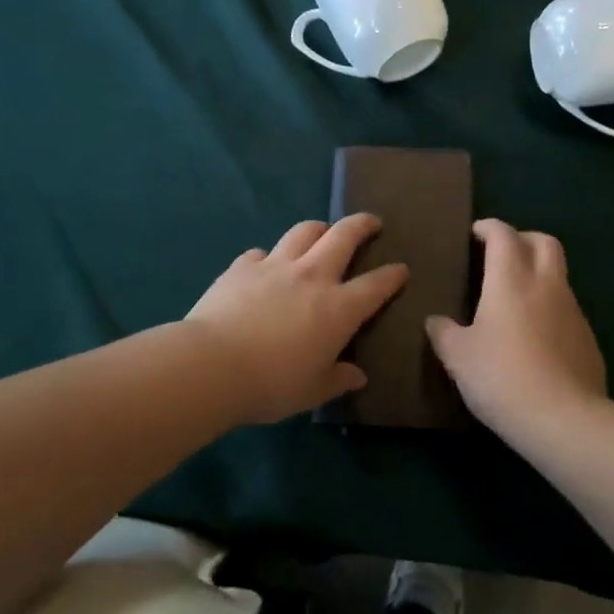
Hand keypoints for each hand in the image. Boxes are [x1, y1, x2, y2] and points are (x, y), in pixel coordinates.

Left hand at [186, 215, 408, 424]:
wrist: (212, 365)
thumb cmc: (271, 384)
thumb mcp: (312, 391)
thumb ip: (338, 379)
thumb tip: (357, 376)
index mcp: (338, 308)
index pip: (376, 285)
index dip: (392, 275)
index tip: (401, 269)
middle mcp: (312, 276)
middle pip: (343, 236)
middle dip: (362, 225)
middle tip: (372, 222)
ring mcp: (275, 266)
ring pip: (304, 231)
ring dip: (319, 228)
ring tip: (323, 232)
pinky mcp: (242, 266)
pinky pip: (261, 253)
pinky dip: (269, 257)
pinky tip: (265, 265)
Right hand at [426, 219, 608, 441]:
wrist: (564, 419)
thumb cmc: (501, 376)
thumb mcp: (458, 357)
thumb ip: (444, 333)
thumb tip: (435, 321)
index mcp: (511, 279)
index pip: (504, 235)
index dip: (490, 228)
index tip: (476, 233)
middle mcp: (546, 285)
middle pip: (544, 242)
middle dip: (524, 239)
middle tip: (503, 254)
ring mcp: (573, 311)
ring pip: (559, 276)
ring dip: (539, 275)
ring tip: (516, 299)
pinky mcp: (589, 339)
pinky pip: (568, 310)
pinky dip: (551, 309)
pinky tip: (536, 337)